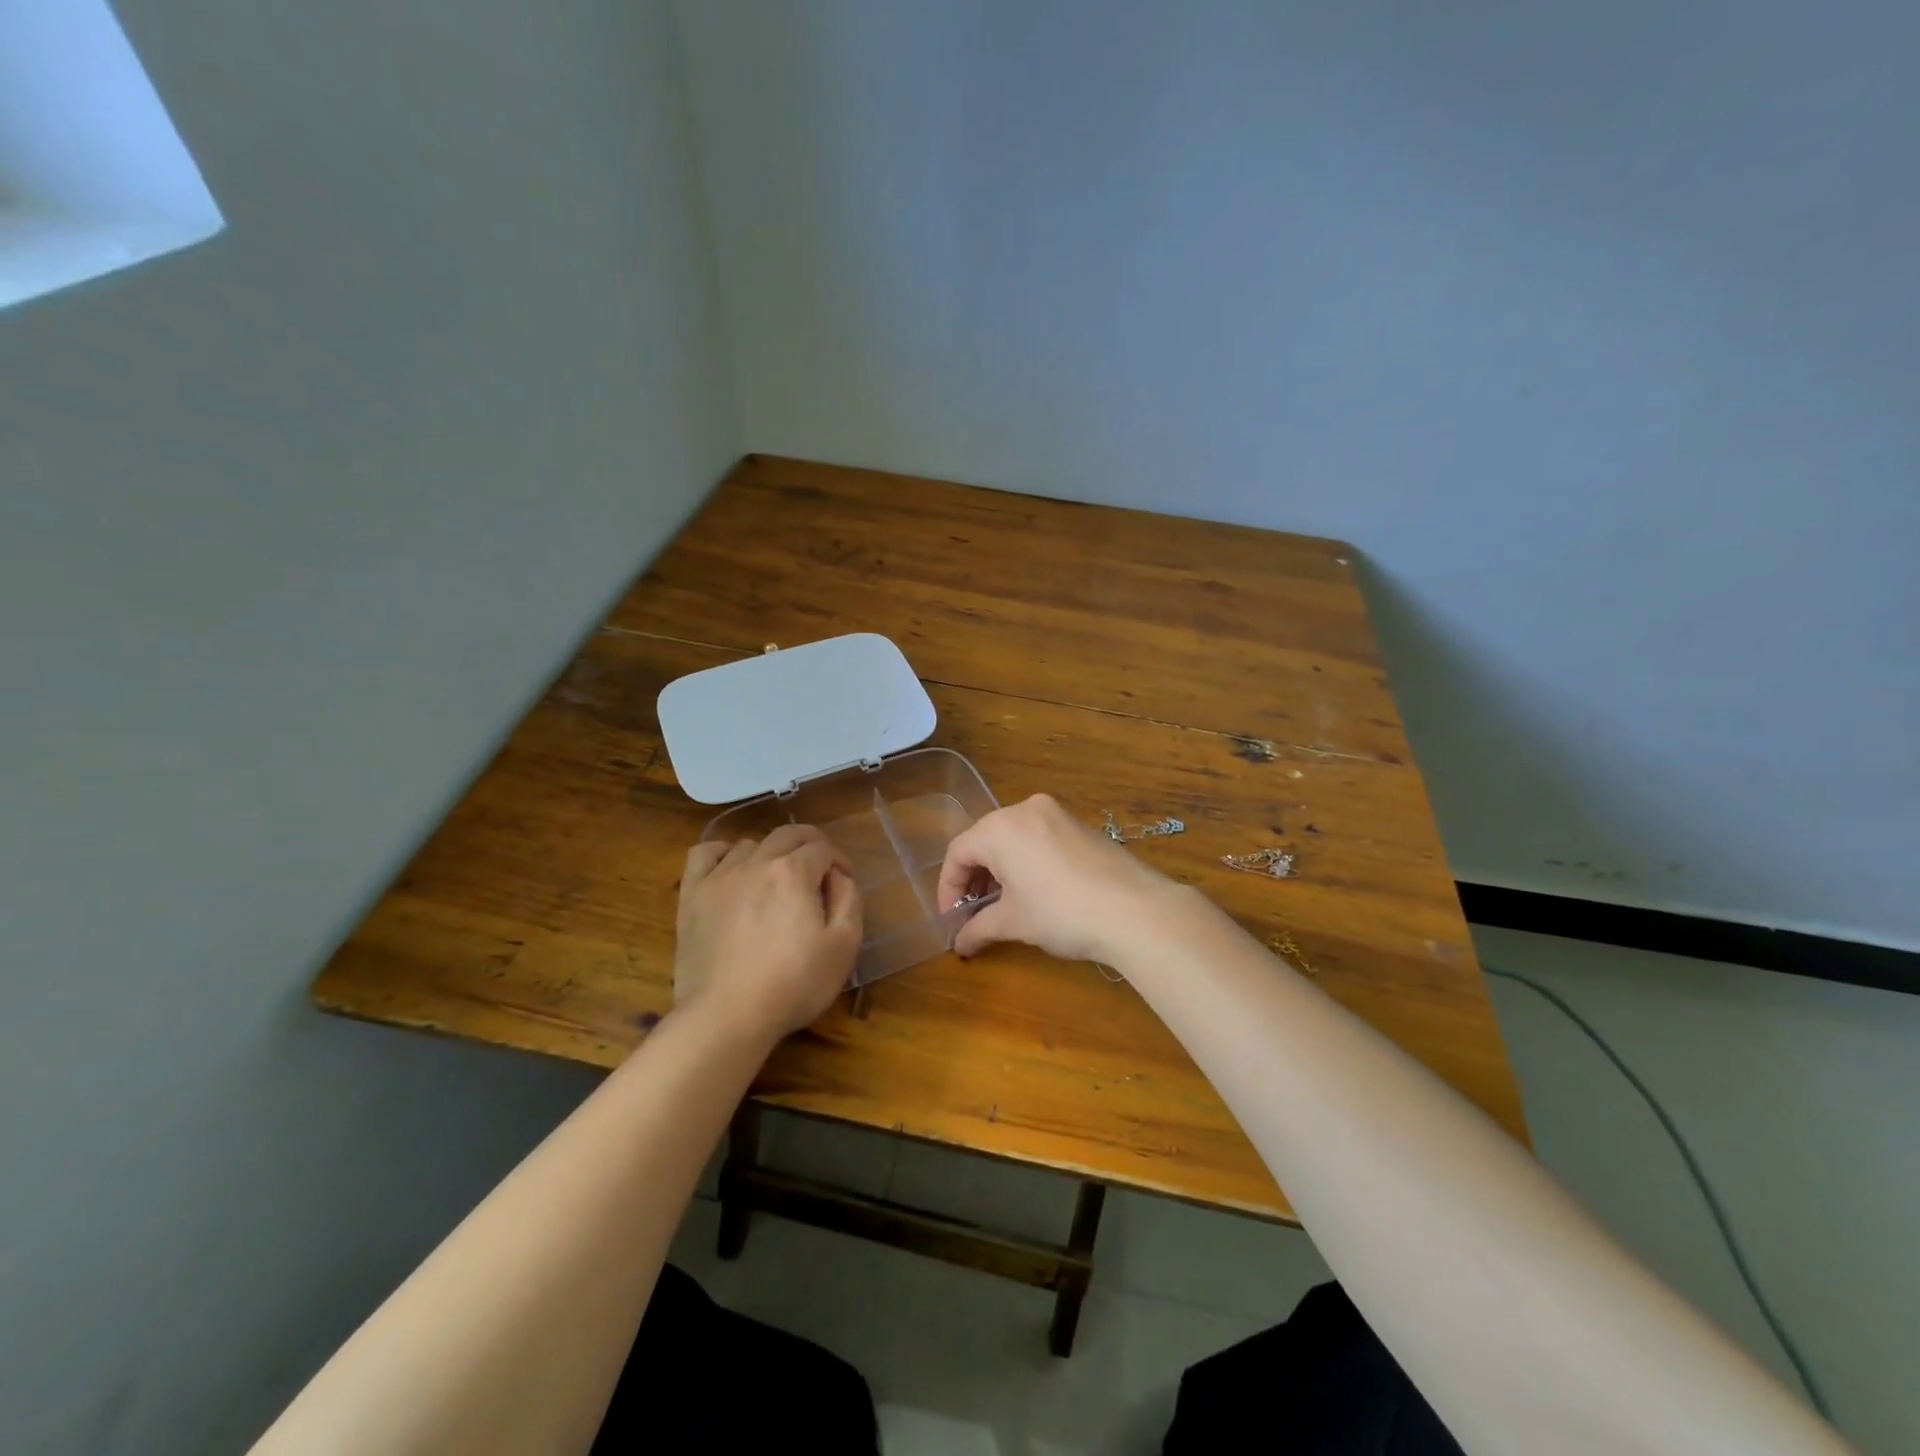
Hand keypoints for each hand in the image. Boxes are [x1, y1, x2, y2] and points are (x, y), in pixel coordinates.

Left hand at [674, 824, 862, 1045]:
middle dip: (810, 845)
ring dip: (770, 854)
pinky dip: (721, 854)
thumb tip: (838, 875)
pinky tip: (730, 869)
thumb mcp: (843, 946)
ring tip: (776, 882)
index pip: (823, 848)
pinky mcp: (692, 896)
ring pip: (750, 845)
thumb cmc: (793, 984)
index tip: (843, 884)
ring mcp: (719, 877)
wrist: (727, 1017)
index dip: (839, 862)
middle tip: (819, 870)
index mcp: (794, 872)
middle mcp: (756, 863)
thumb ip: (849, 899)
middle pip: (788, 834)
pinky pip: (703, 854)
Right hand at [936, 794, 1183, 962]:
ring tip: (1002, 906)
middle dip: (974, 879)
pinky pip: (1037, 838)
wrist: (1136, 910)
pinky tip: (1033, 892)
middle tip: (973, 914)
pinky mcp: (1079, 825)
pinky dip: (1025, 862)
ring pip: (1012, 839)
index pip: (958, 852)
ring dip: (999, 871)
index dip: (948, 888)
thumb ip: (978, 928)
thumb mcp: (1014, 922)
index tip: (950, 920)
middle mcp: (1025, 809)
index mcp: (1001, 827)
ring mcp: (1056, 814)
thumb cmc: (1062, 913)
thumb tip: (958, 944)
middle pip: (984, 841)